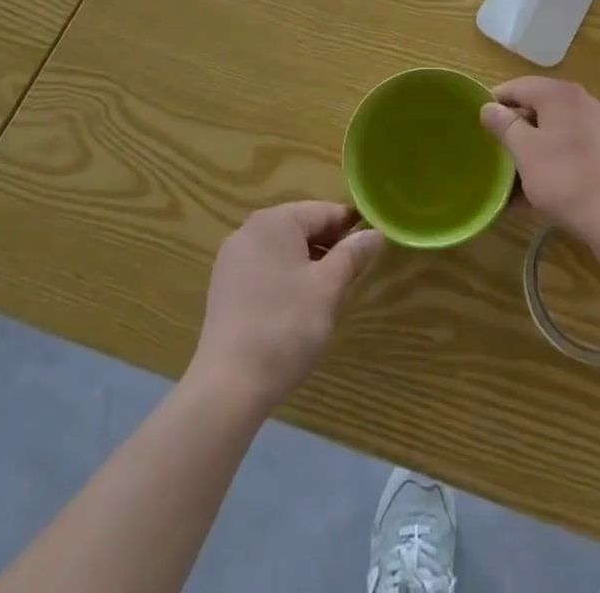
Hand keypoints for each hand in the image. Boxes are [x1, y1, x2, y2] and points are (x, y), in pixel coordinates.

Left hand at [190, 202, 384, 411]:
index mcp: (274, 221)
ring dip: (310, 264)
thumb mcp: (328, 288)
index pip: (323, 212)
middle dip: (330, 247)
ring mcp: (232, 260)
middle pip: (302, 228)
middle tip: (354, 275)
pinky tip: (299, 308)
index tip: (373, 247)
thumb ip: (353, 255)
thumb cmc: (285, 327)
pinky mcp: (225, 288)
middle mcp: (249, 231)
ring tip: (330, 293)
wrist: (228, 388)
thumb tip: (374, 233)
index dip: (351, 227)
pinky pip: (266, 269)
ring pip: (284, 250)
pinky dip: (287, 279)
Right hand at [479, 77, 599, 244]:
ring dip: (536, 146)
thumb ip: (505, 125)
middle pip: (540, 105)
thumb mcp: (525, 151)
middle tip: (498, 151)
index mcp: (559, 94)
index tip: (481, 124)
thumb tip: (488, 107)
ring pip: (558, 128)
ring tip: (519, 174)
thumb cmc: (565, 178)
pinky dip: (557, 158)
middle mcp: (583, 100)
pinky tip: (546, 187)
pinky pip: (575, 146)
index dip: (496, 102)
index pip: (518, 86)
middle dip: (517, 127)